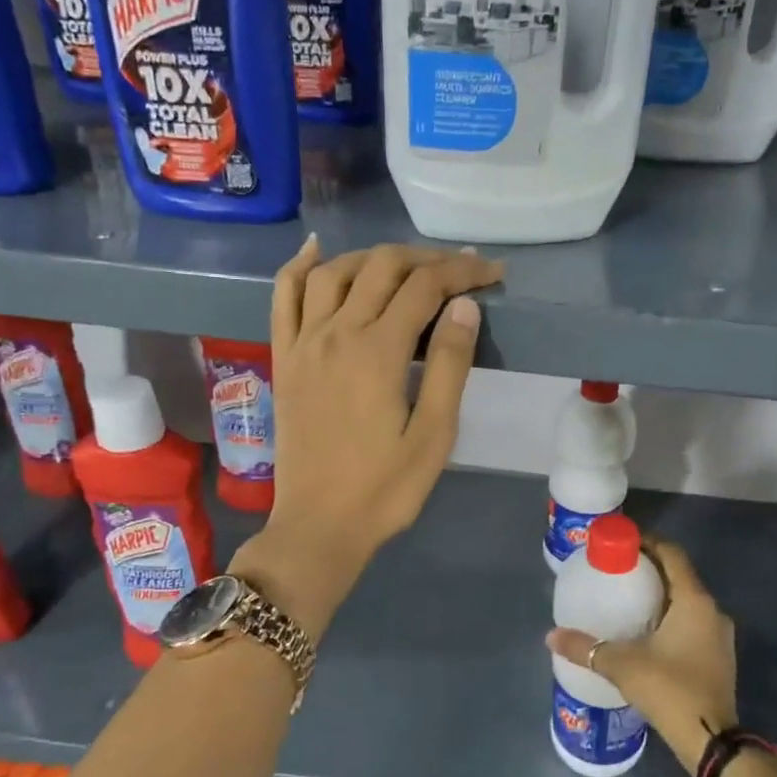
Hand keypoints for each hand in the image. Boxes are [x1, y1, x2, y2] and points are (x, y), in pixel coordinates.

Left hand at [231, 237, 503, 638]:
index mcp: (378, 352)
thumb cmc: (385, 489)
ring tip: (406, 267)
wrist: (319, 525)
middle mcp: (336, 333)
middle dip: (426, 259)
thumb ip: (451, 366)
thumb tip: (464, 306)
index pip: (425, 287)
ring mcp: (303, 343)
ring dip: (374, 257)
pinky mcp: (283, 358)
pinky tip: (317, 250)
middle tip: (459, 271)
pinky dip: (300, 266)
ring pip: (335, 272)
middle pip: (382, 267)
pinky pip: (283, 297)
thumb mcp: (434, 435)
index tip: (493, 274)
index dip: (463, 272)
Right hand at [546, 540, 737, 772]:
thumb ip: (586, 647)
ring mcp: (718, 636)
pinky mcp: (717, 657)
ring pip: (686, 601)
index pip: (672, 554)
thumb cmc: (670, 690)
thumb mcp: (622, 664)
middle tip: (616, 571)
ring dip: (660, 595)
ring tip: (626, 599)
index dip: (647, 543)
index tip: (620, 543)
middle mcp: (712, 611)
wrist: (711, 742)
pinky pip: (692, 623)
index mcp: (694, 601)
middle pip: (679, 576)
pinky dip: (670, 618)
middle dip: (649, 570)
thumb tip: (551, 636)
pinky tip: (645, 631)